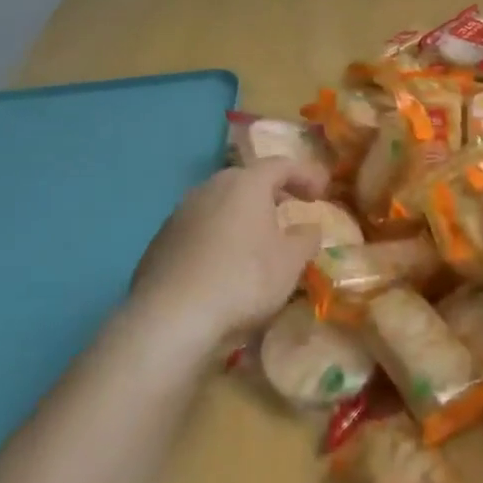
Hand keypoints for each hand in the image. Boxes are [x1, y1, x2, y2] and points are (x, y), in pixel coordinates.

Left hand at [125, 158, 330, 353]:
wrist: (171, 317)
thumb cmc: (243, 279)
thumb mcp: (291, 262)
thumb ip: (306, 239)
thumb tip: (309, 228)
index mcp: (246, 183)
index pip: (281, 165)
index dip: (305, 175)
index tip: (322, 193)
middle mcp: (210, 188)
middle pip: (247, 180)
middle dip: (271, 193)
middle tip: (289, 210)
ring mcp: (180, 213)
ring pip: (220, 204)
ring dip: (242, 215)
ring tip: (257, 240)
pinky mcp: (160, 241)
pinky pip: (199, 229)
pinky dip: (218, 237)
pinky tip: (224, 265)